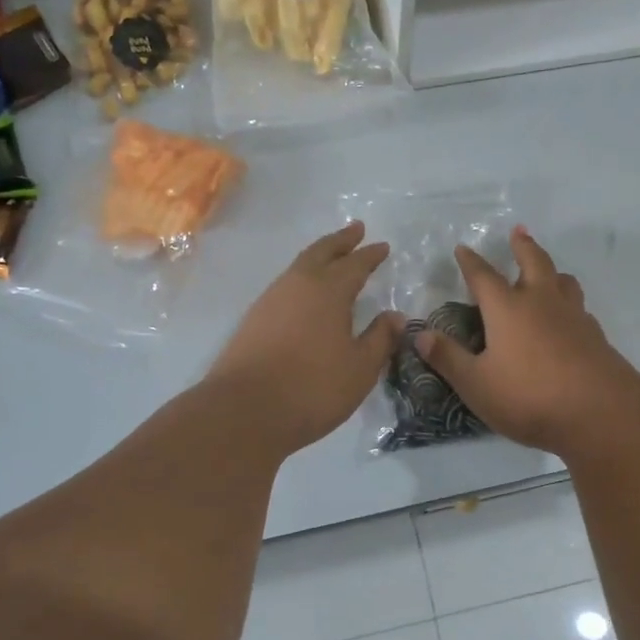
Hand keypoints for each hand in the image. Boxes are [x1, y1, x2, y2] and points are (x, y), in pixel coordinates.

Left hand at [206, 222, 405, 453]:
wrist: (244, 411)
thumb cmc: (313, 388)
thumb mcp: (360, 368)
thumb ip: (380, 339)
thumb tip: (395, 316)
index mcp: (328, 291)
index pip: (355, 264)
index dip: (370, 255)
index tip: (383, 247)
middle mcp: (297, 285)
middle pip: (321, 252)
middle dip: (341, 240)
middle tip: (356, 229)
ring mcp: (270, 300)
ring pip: (299, 266)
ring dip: (318, 256)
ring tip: (332, 257)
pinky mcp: (253, 320)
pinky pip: (285, 285)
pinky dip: (301, 277)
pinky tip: (305, 293)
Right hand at [417, 226, 639, 455]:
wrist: (599, 413)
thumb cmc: (529, 396)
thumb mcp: (476, 384)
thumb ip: (448, 358)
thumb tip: (420, 335)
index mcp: (507, 309)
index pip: (483, 276)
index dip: (470, 262)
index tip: (463, 248)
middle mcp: (541, 302)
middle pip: (533, 261)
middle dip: (522, 246)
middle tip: (518, 231)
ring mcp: (573, 317)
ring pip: (563, 281)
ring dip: (552, 270)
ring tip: (547, 271)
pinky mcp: (595, 336)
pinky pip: (579, 308)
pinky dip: (569, 303)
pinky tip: (567, 318)